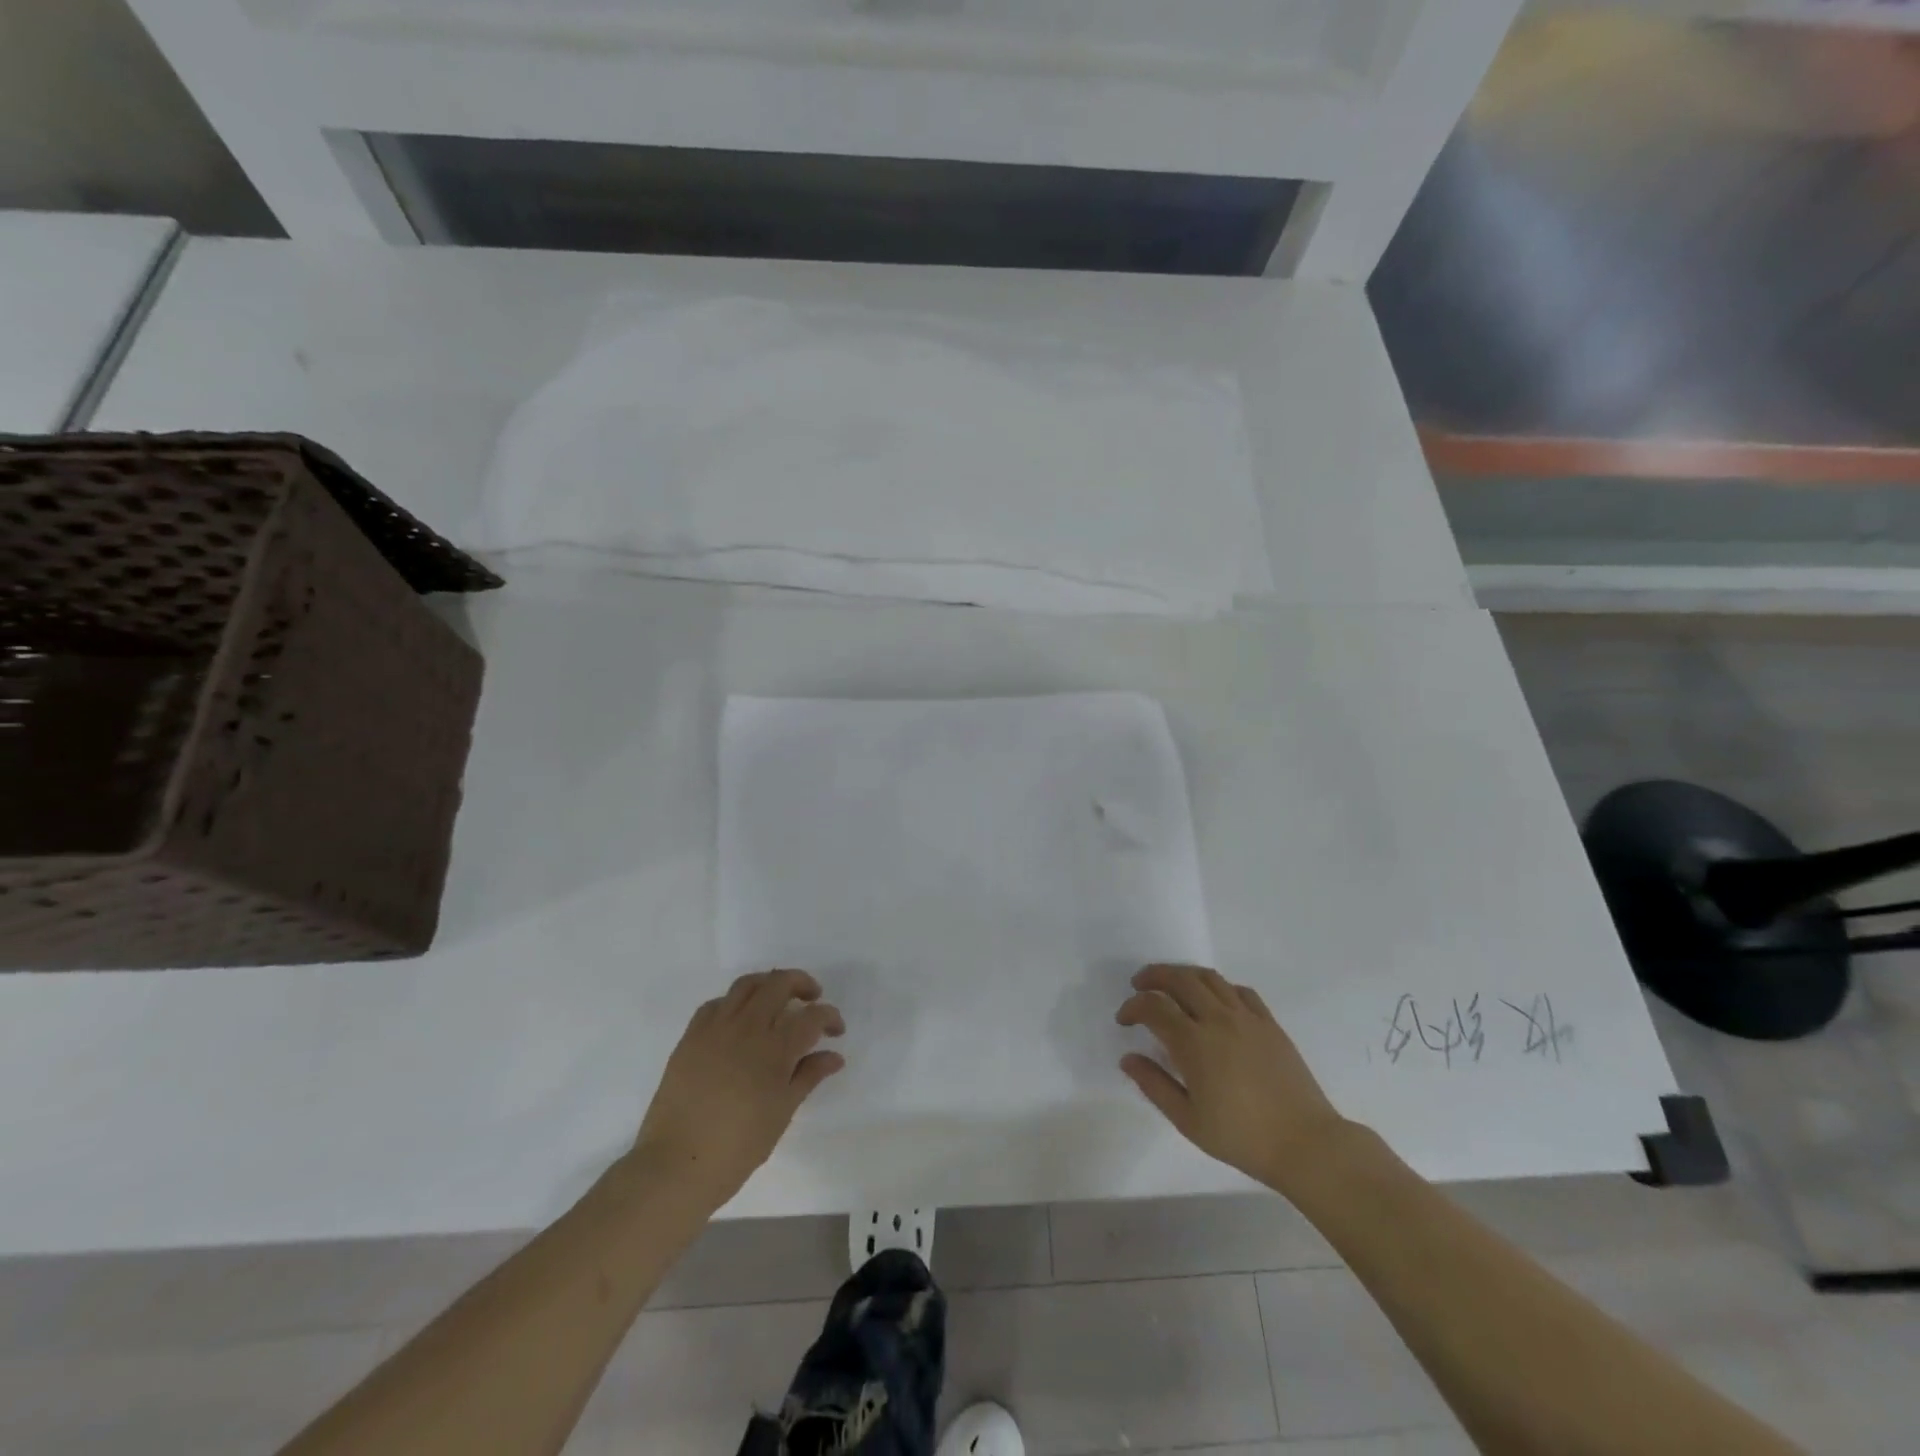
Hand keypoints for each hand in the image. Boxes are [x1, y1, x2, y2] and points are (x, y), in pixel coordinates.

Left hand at [634, 969, 844, 1209]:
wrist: (675, 1166)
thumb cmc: (738, 1147)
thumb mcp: (782, 1113)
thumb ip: (809, 1076)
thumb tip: (834, 1056)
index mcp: (775, 1049)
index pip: (812, 1017)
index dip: (830, 1017)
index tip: (836, 1030)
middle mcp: (747, 1028)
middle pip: (779, 983)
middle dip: (802, 984)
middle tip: (812, 998)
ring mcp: (716, 1028)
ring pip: (747, 984)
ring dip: (768, 983)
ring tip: (777, 998)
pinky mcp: (691, 1036)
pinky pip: (716, 1004)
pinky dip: (734, 1002)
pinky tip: (739, 1020)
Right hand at [1117, 964, 1346, 1194]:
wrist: (1306, 1144)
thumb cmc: (1242, 1137)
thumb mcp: (1188, 1120)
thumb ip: (1154, 1085)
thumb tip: (1128, 1058)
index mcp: (1194, 1043)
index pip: (1154, 1007)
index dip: (1133, 1007)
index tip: (1124, 1020)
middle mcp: (1218, 1020)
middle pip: (1180, 979)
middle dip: (1154, 976)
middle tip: (1140, 985)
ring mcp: (1247, 1018)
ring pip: (1209, 978)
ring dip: (1184, 974)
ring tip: (1172, 984)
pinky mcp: (1269, 1023)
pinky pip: (1240, 990)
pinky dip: (1219, 987)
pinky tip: (1214, 1000)